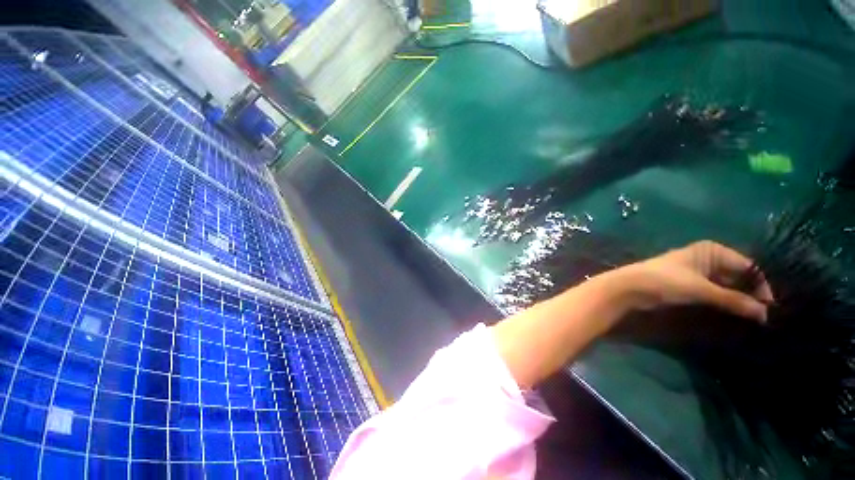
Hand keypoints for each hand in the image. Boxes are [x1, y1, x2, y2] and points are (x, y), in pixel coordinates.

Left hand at [619, 241, 773, 321]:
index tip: (770, 309)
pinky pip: (713, 291)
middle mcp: (707, 257)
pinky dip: (723, 301)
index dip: (761, 286)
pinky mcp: (687, 283)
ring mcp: (697, 270)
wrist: (630, 287)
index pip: (748, 266)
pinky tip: (732, 314)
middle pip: (738, 275)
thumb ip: (734, 300)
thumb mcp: (703, 290)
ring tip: (752, 318)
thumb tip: (764, 314)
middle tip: (763, 317)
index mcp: (713, 250)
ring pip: (726, 284)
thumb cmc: (666, 281)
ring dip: (737, 299)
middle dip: (750, 294)